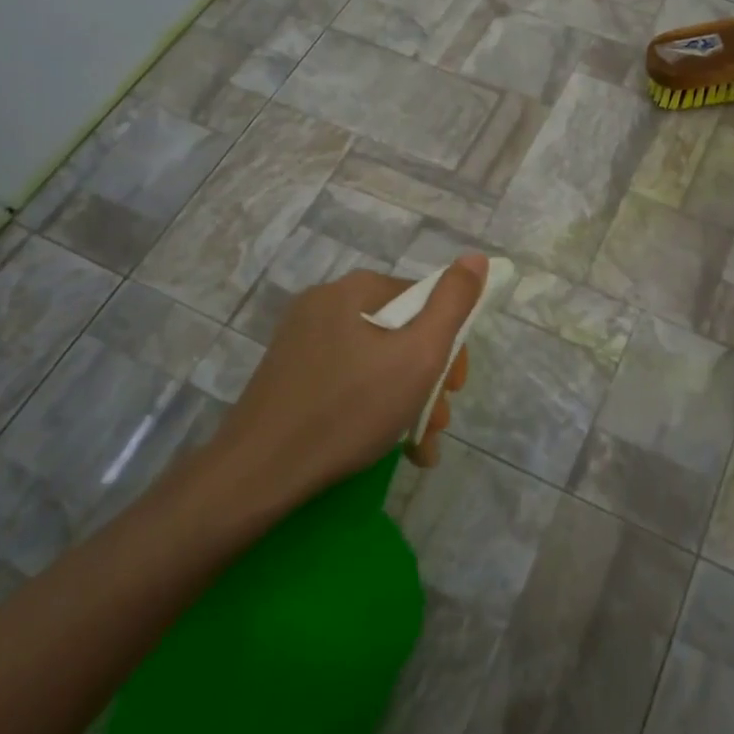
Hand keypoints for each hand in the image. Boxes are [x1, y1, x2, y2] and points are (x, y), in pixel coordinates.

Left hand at [197, 255, 486, 516]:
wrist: (258, 475)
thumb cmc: (348, 410)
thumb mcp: (418, 356)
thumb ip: (453, 304)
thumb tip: (475, 257)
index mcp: (354, 289)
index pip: (424, 300)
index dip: (449, 342)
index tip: (454, 387)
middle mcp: (325, 304)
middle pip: (400, 332)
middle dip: (427, 379)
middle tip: (436, 423)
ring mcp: (302, 340)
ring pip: (376, 360)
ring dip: (405, 399)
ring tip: (417, 445)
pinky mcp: (289, 375)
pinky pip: (347, 379)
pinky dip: (372, 406)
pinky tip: (388, 446)